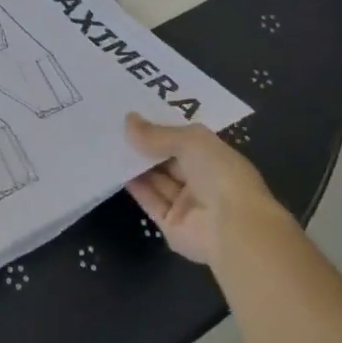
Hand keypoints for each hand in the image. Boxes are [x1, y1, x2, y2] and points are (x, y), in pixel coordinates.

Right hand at [124, 114, 289, 266]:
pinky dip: (134, 186)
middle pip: (167, 160)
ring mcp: (187, 205)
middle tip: (113, 126)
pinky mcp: (170, 225)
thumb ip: (158, 133)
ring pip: (156, 180)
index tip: (132, 113)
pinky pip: (149, 201)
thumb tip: (128, 120)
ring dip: (136, 164)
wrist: (233, 229)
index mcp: (215, 158)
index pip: (184, 140)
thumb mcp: (191, 141)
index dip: (161, 128)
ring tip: (108, 143)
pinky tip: (114, 168)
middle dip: (144, 145)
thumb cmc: (220, 174)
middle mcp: (202, 180)